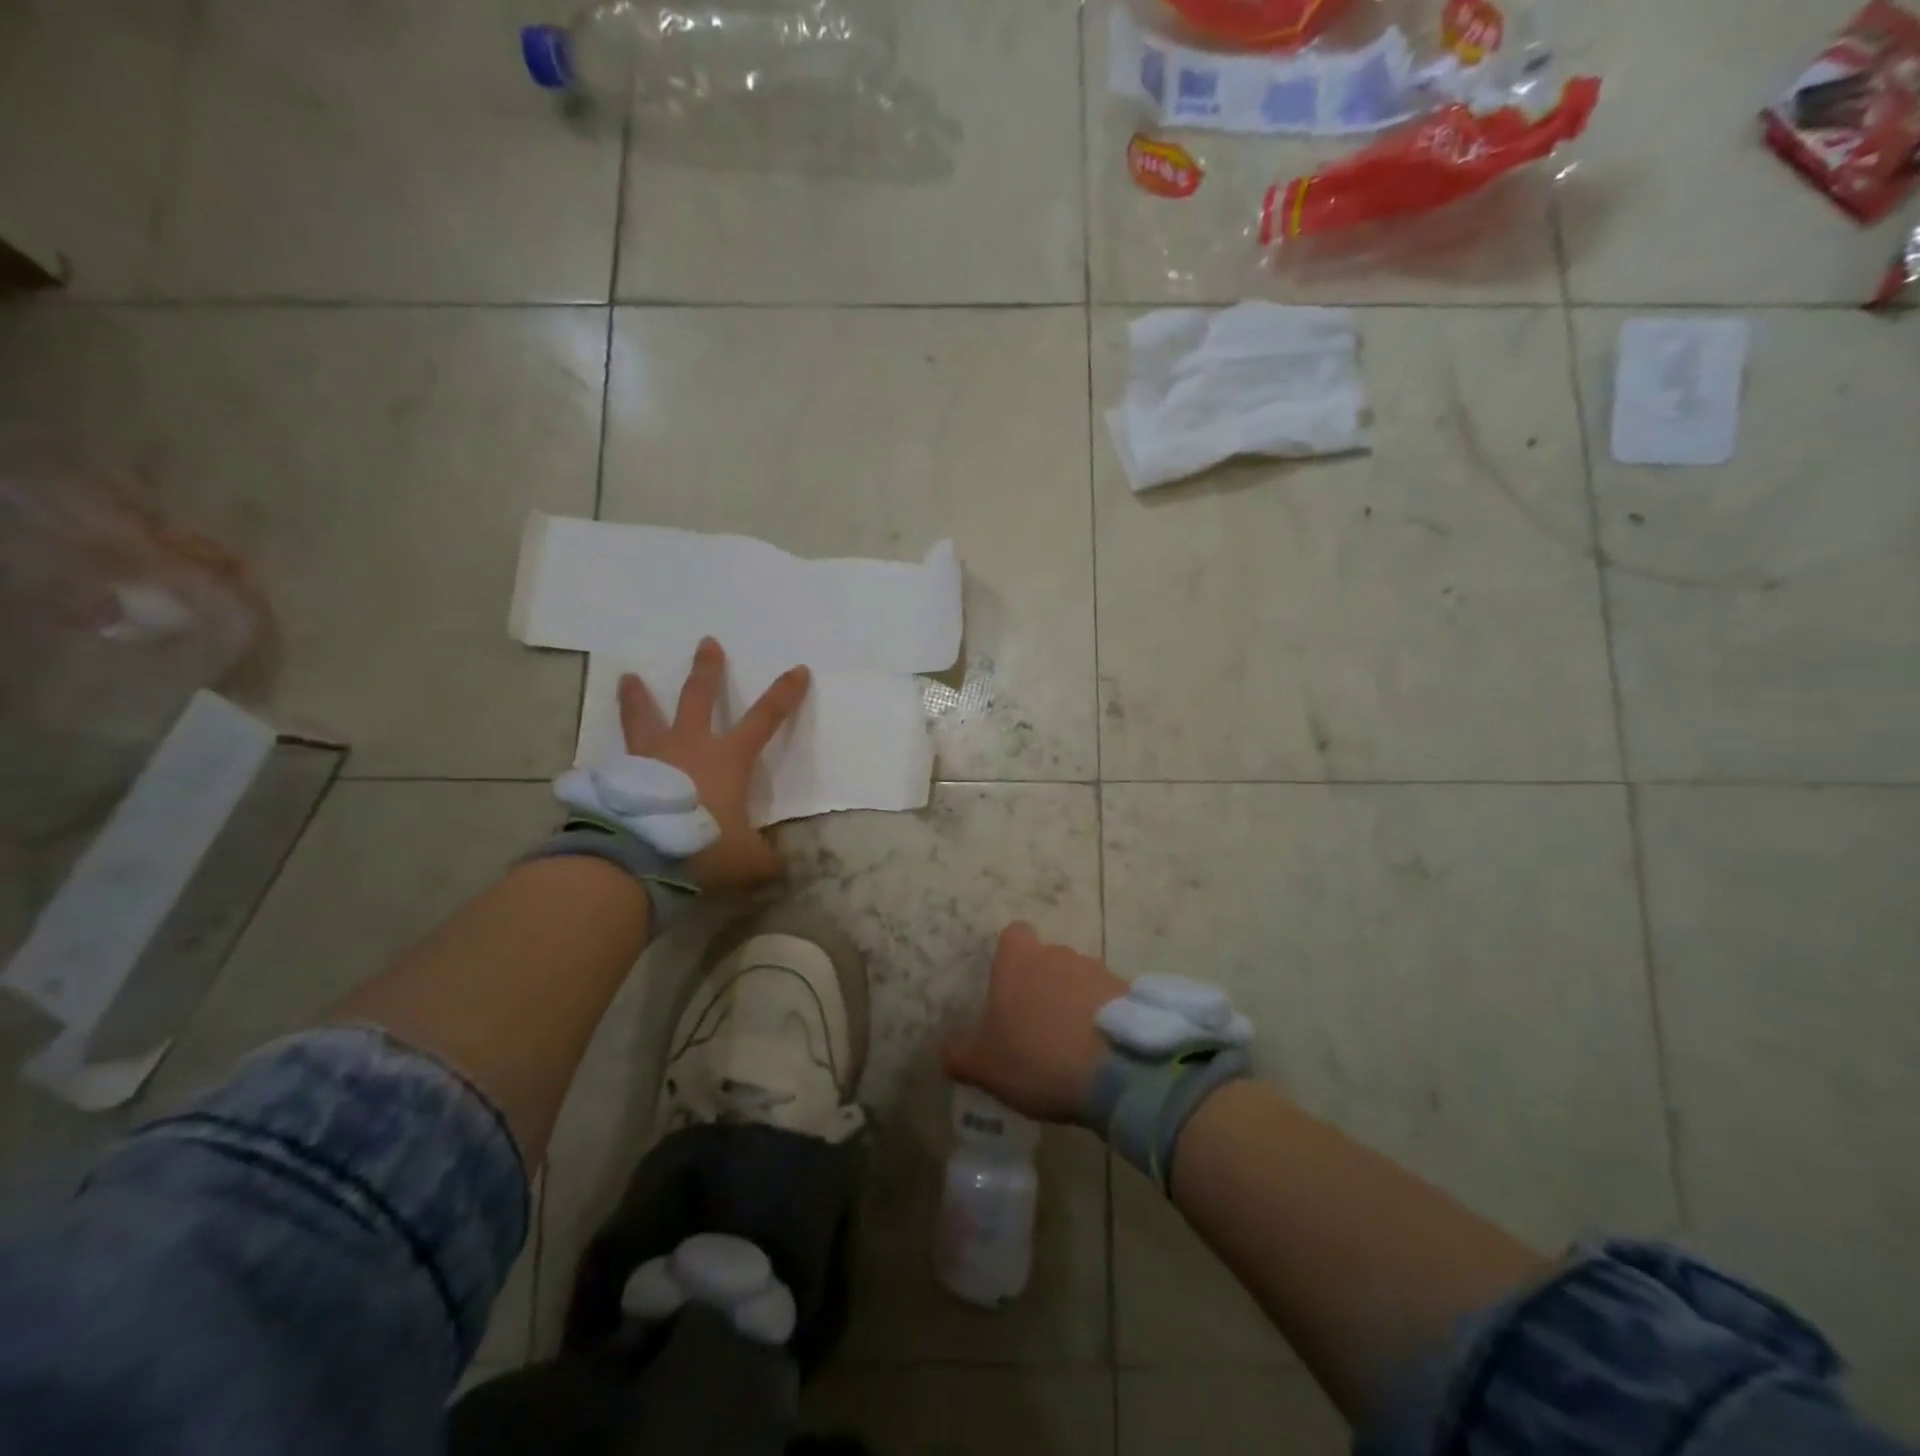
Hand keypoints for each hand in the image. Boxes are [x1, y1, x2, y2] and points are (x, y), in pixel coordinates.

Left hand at [618, 636, 809, 891]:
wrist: (642, 854)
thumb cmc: (704, 845)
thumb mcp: (746, 860)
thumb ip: (763, 860)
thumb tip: (774, 868)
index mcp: (728, 758)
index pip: (766, 718)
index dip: (785, 695)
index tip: (798, 670)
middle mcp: (689, 745)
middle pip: (698, 697)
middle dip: (706, 670)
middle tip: (707, 643)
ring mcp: (650, 756)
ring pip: (644, 716)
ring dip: (637, 696)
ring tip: (627, 677)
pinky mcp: (620, 776)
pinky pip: (617, 759)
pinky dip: (613, 757)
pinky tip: (602, 761)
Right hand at [943, 922, 1126, 1123]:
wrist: (1114, 1070)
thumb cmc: (1036, 1058)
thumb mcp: (984, 1066)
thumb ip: (959, 1054)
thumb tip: (947, 1049)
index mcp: (1018, 961)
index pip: (1014, 935)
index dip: (1011, 958)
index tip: (1009, 988)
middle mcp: (1057, 954)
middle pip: (1047, 958)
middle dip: (1043, 984)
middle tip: (1038, 1025)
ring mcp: (1096, 970)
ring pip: (1078, 978)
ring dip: (1074, 1000)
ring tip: (1071, 1042)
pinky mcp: (1127, 992)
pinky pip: (1107, 998)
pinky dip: (1101, 1017)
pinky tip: (1098, 1050)